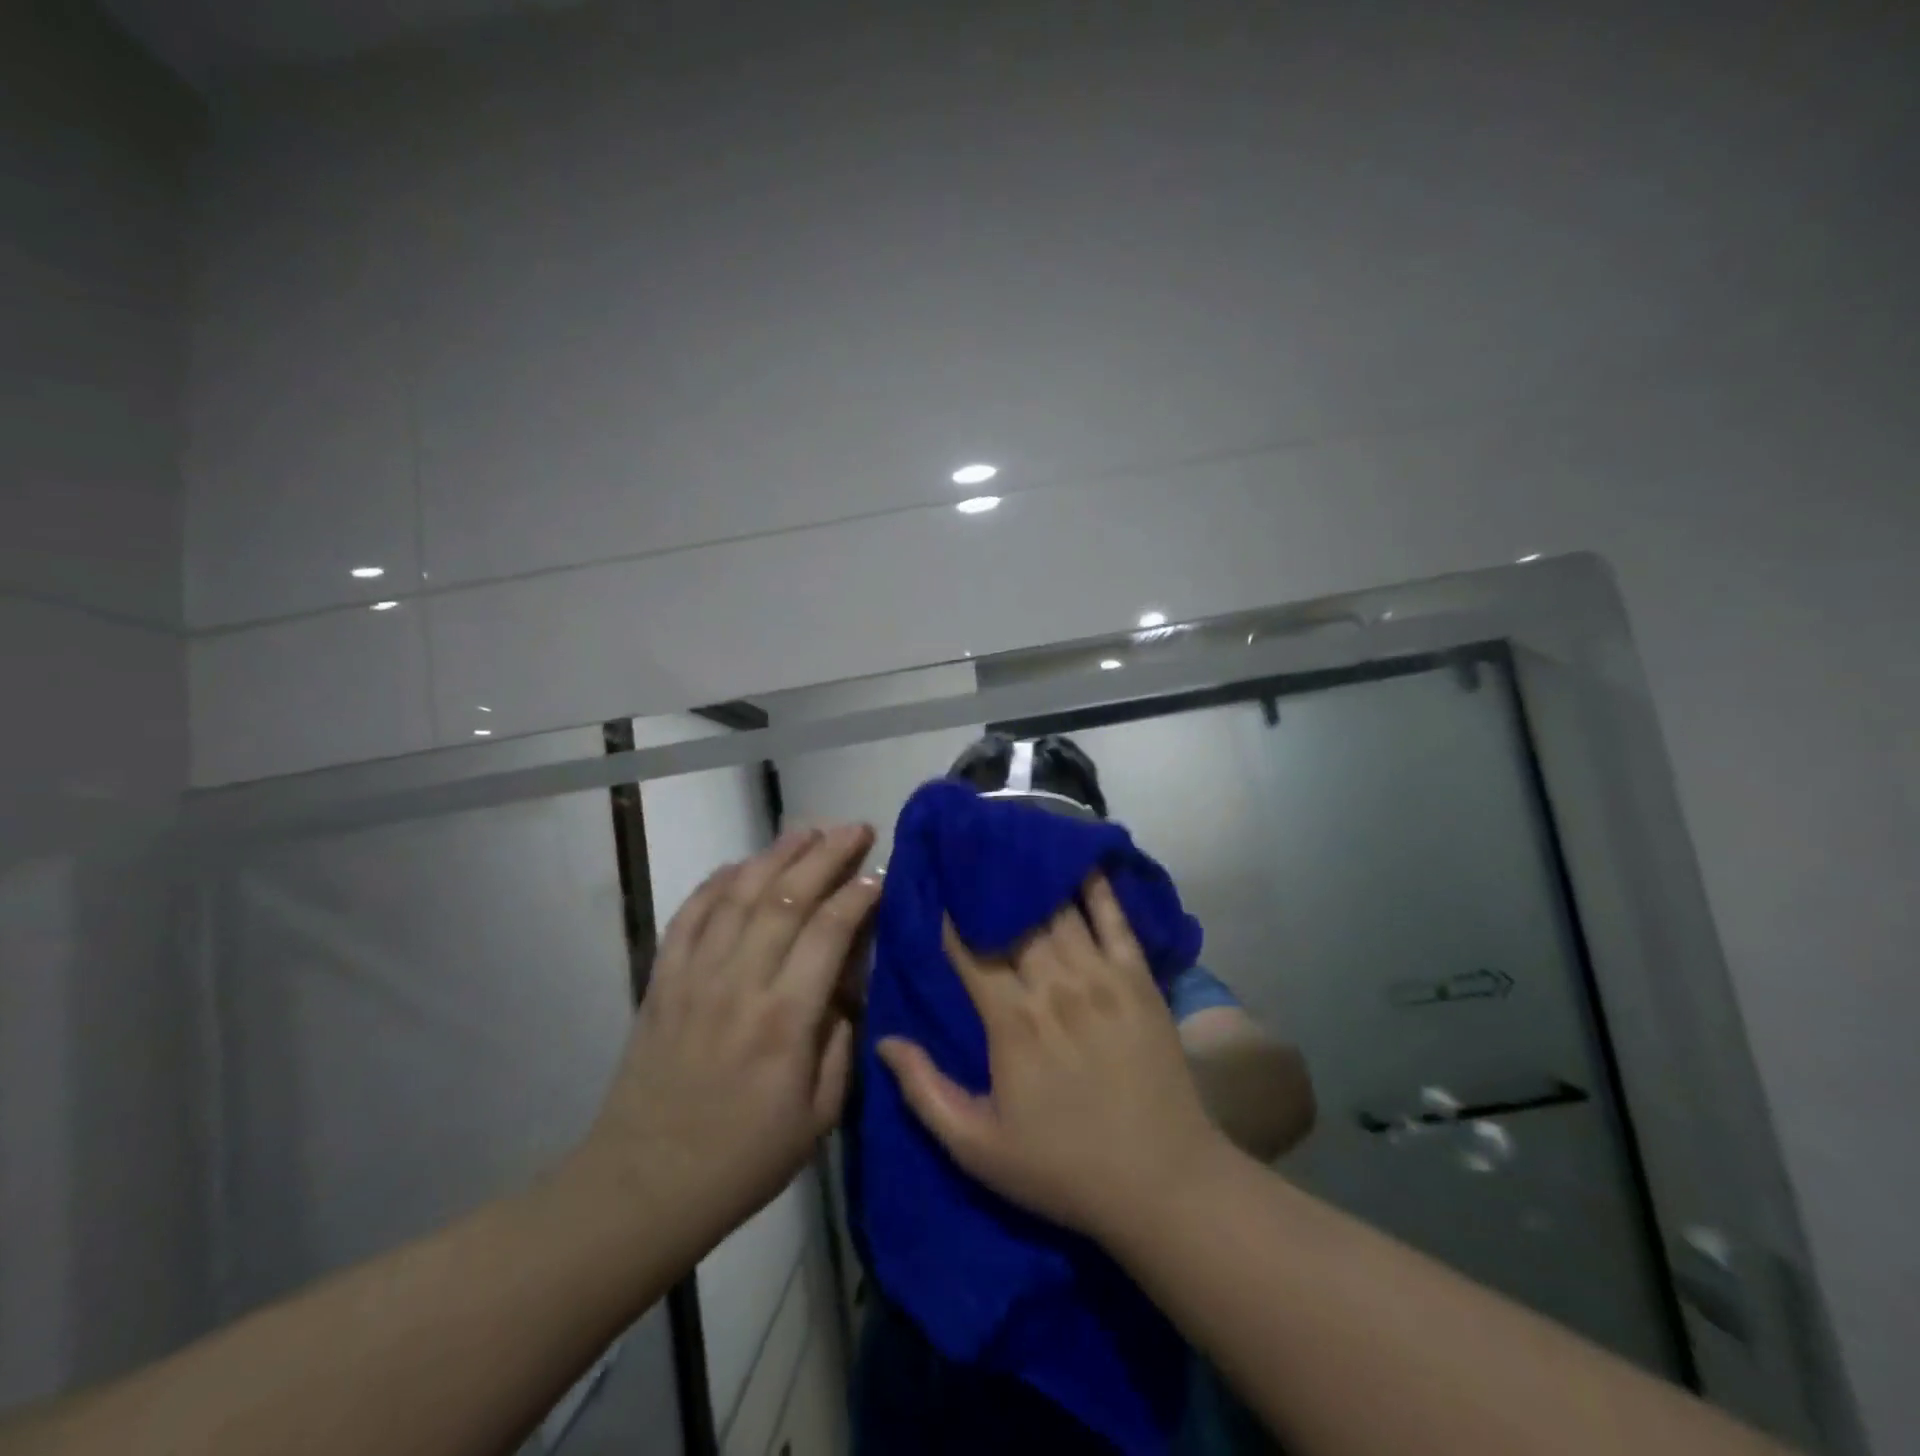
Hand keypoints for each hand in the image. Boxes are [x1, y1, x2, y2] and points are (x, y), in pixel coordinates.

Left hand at [574, 823, 880, 1254]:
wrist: (643, 1186)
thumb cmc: (743, 1159)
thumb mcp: (819, 1116)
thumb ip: (841, 1042)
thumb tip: (847, 984)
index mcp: (785, 1020)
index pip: (829, 932)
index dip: (858, 895)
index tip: (880, 874)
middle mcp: (739, 984)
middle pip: (787, 898)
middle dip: (826, 855)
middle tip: (855, 829)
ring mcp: (694, 976)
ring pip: (739, 895)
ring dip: (776, 855)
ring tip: (807, 830)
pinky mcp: (661, 980)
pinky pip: (689, 914)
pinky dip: (716, 882)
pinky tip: (740, 865)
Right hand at [878, 874, 1232, 1243]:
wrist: (1162, 1181)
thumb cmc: (1063, 1167)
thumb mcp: (979, 1148)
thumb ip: (926, 1092)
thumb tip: (883, 1040)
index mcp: (1011, 1022)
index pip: (971, 952)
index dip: (951, 919)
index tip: (937, 888)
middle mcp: (1053, 985)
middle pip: (1012, 921)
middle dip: (988, 888)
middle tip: (970, 855)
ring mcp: (1100, 976)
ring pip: (1057, 911)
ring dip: (1031, 878)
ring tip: (1011, 846)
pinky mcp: (1138, 979)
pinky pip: (1115, 920)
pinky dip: (1096, 887)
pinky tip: (1079, 859)